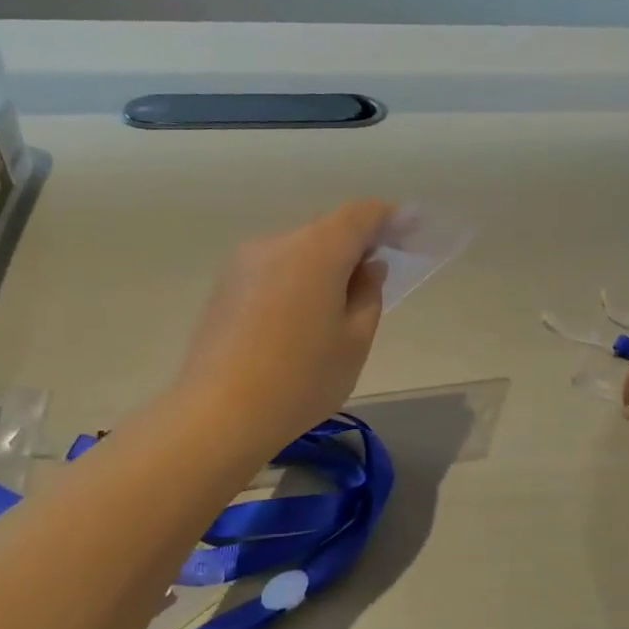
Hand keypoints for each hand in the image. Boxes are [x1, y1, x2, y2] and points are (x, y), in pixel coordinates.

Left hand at [174, 199, 395, 454]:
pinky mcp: (224, 286)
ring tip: (335, 308)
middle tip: (375, 277)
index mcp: (317, 250)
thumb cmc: (300, 380)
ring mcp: (244, 262)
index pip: (361, 214)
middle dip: (356, 245)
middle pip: (327, 230)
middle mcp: (277, 243)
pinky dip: (296, 280)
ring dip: (323, 265)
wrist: (217, 414)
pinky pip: (273, 270)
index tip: (411, 229)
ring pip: (298, 251)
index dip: (390, 217)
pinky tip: (298, 321)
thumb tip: (368, 267)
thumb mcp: (354, 342)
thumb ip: (368, 295)